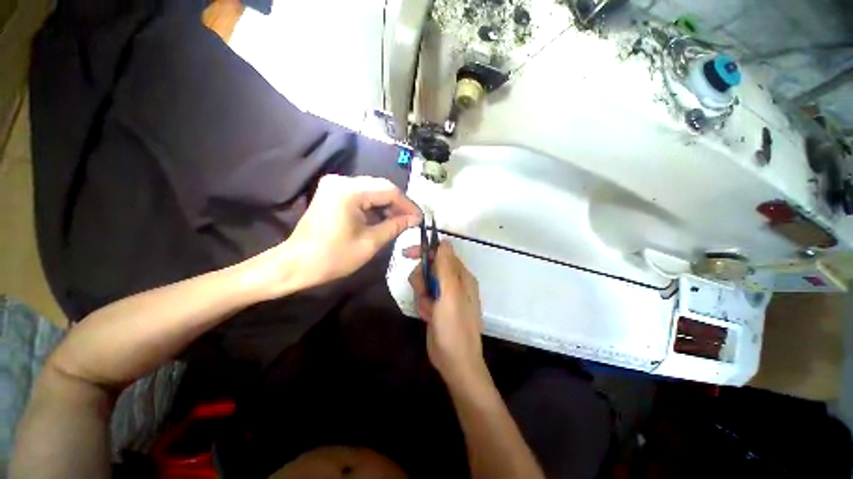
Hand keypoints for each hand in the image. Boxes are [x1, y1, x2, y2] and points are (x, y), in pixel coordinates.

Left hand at [252, 175, 420, 294]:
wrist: (297, 264)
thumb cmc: (333, 257)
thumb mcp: (370, 242)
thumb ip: (395, 226)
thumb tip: (415, 218)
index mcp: (350, 191)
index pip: (388, 191)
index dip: (407, 204)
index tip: (419, 218)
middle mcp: (342, 181)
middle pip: (380, 188)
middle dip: (398, 205)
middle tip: (411, 221)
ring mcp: (335, 185)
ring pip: (372, 191)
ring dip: (386, 206)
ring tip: (400, 222)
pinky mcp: (332, 193)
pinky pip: (361, 195)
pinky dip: (374, 207)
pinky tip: (383, 219)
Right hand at [406, 241, 485, 385]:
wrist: (455, 362)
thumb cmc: (454, 326)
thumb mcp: (450, 294)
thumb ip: (446, 267)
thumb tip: (444, 241)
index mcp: (461, 276)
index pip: (442, 253)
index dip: (425, 251)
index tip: (406, 254)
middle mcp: (455, 283)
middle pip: (430, 267)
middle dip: (422, 279)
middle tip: (424, 292)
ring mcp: (445, 295)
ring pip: (425, 282)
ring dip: (422, 294)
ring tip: (429, 309)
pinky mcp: (437, 306)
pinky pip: (424, 296)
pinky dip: (422, 304)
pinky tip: (427, 316)